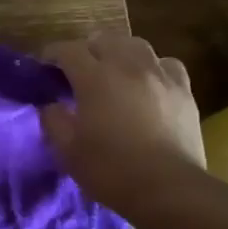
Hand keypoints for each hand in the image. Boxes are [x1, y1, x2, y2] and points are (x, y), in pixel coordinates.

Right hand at [41, 29, 204, 208]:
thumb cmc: (110, 170)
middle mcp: (127, 66)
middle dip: (86, 50)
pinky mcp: (184, 90)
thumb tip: (50, 104)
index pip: (68, 50)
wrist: (167, 189)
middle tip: (78, 71)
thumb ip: (53, 120)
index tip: (44, 67)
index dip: (52, 54)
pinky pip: (166, 64)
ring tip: (114, 71)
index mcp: (95, 78)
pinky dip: (152, 67)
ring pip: (137, 45)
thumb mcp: (67, 150)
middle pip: (103, 39)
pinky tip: (149, 82)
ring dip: (119, 53)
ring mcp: (159, 75)